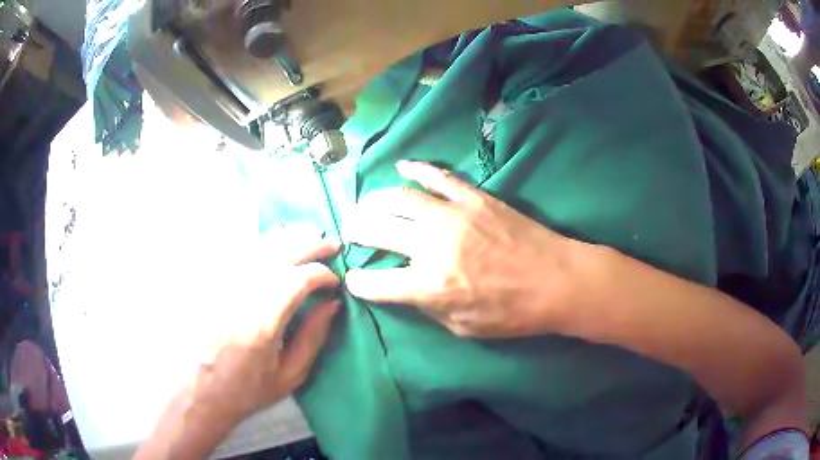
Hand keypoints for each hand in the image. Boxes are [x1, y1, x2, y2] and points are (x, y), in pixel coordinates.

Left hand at [191, 229, 340, 423]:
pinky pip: (236, 248)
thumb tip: (332, 305)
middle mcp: (239, 292)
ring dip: (288, 236)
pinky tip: (273, 242)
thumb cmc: (244, 388)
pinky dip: (261, 241)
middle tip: (331, 245)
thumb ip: (313, 338)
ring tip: (308, 236)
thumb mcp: (288, 376)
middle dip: (311, 244)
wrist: (195, 389)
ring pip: (258, 243)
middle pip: (280, 251)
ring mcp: (219, 281)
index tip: (335, 282)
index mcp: (262, 321)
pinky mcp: (206, 278)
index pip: (299, 279)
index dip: (322, 274)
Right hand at [344, 161, 588, 337]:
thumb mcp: (465, 328)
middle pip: (378, 229)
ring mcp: (454, 215)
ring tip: (367, 205)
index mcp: (431, 285)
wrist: (557, 281)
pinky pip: (439, 176)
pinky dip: (417, 169)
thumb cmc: (514, 313)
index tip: (354, 279)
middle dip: (356, 230)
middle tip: (350, 230)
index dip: (359, 282)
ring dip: (376, 200)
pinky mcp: (475, 197)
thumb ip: (429, 308)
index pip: (377, 282)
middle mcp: (434, 245)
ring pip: (401, 198)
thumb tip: (406, 289)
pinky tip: (403, 167)